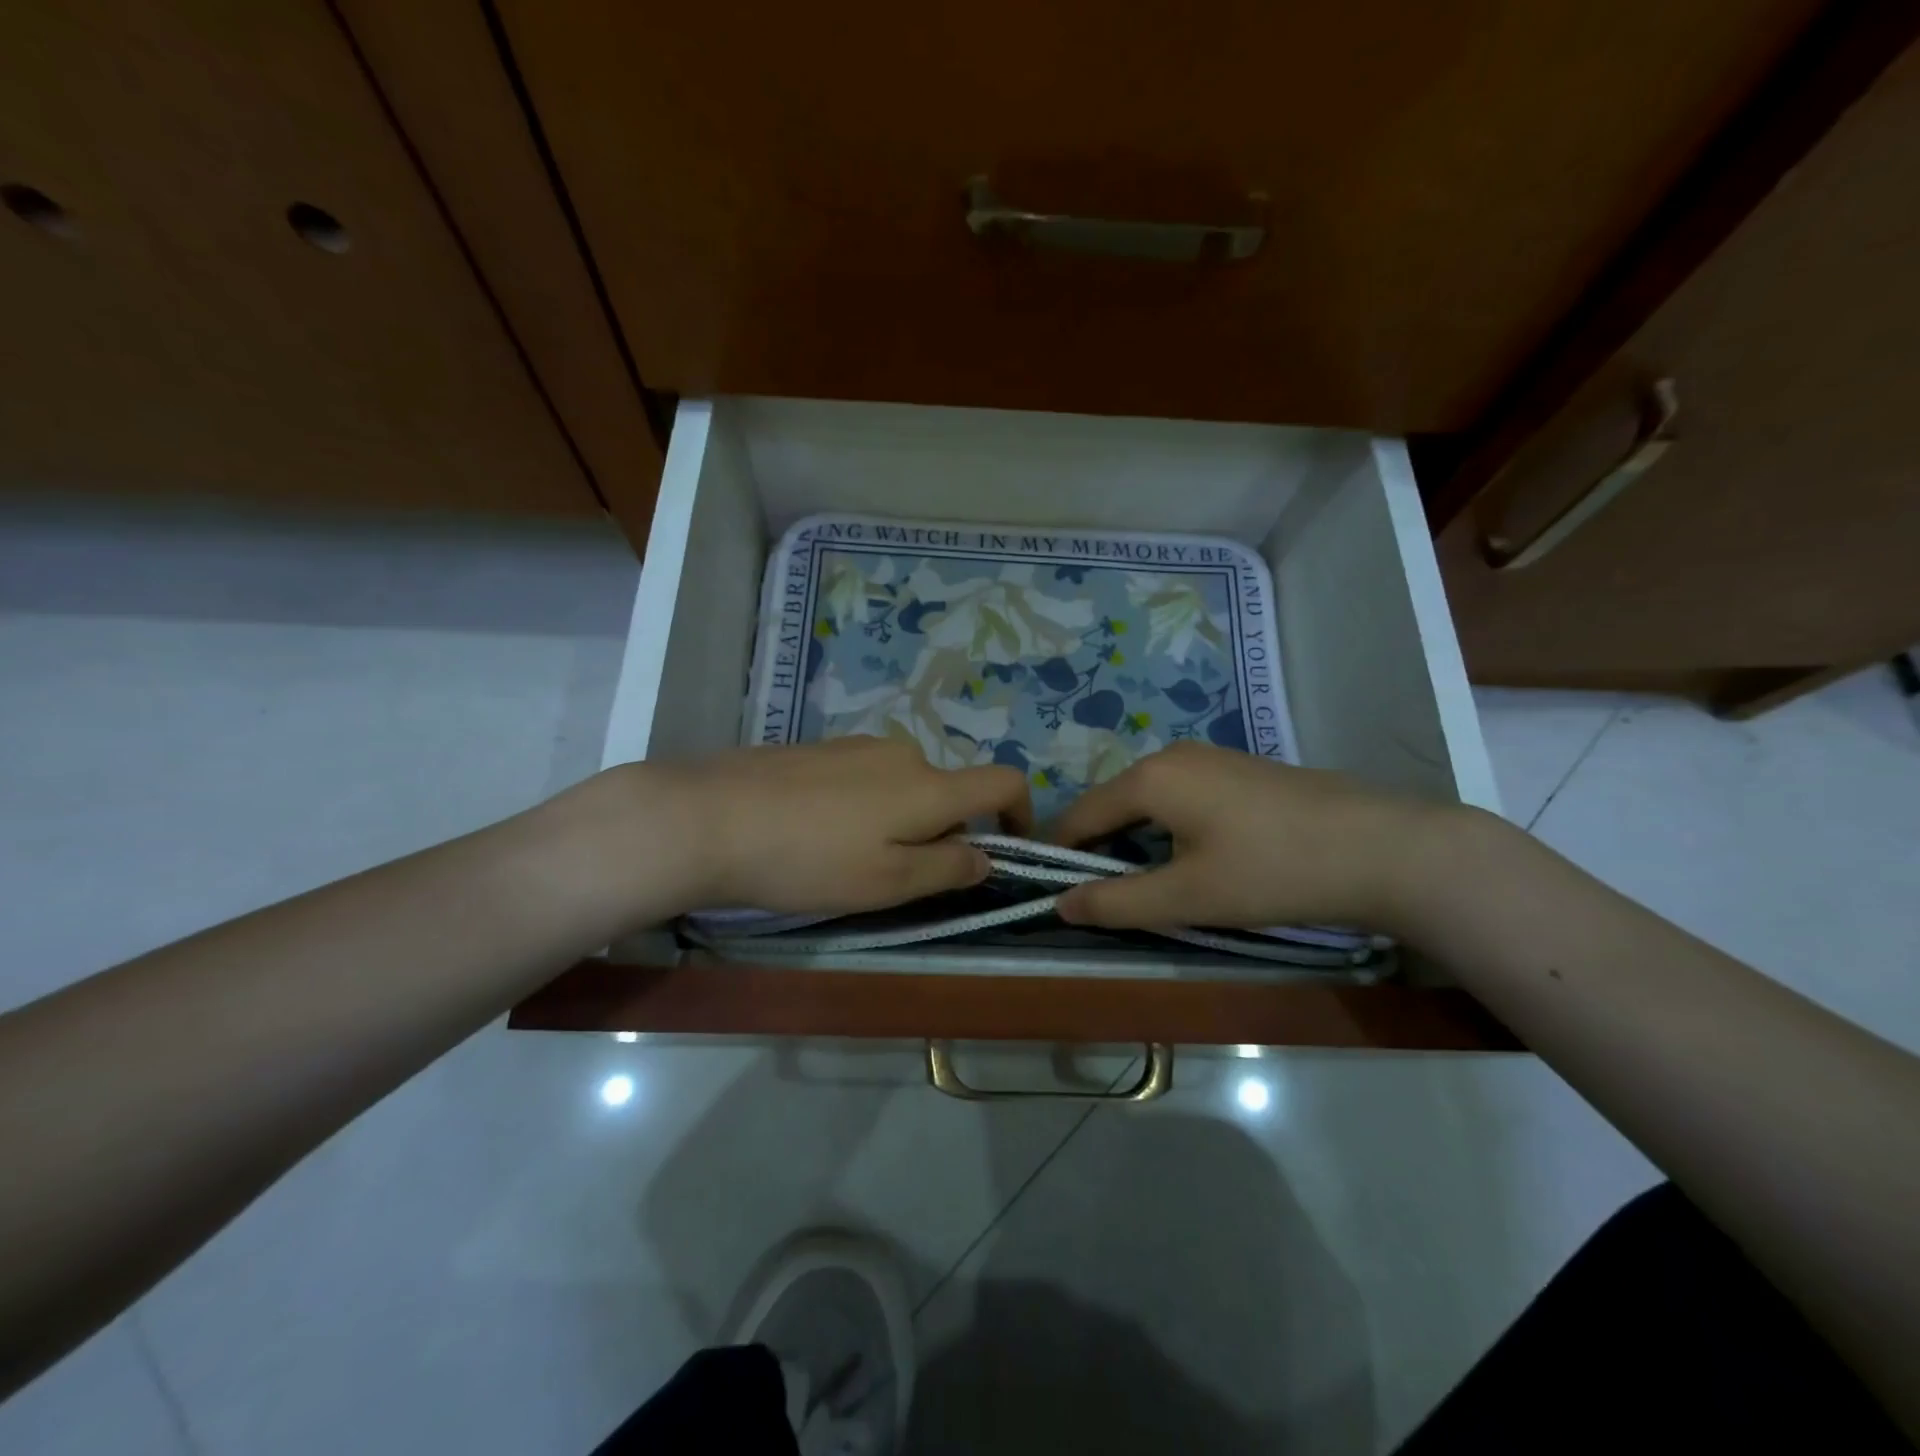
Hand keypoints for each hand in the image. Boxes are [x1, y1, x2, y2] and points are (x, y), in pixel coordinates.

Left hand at [623, 738, 1032, 918]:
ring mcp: (858, 745)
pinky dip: (867, 807)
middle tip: (900, 878)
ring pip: (905, 786)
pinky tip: (818, 834)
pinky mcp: (821, 748)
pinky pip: (867, 777)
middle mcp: (903, 753)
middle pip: (949, 791)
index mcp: (929, 785)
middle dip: (944, 832)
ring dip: (901, 821)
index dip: (1020, 813)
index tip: (1008, 847)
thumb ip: (947, 868)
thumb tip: (985, 856)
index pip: (1002, 781)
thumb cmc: (808, 860)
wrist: (708, 817)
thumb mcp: (887, 881)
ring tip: (850, 860)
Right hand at [1046, 742, 1455, 933]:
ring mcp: (1209, 757)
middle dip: (1100, 850)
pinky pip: (1180, 796)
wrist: (1383, 848)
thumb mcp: (1187, 897)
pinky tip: (1195, 859)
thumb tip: (1058, 903)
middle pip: (1112, 805)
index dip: (1060, 854)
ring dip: (1135, 842)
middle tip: (1105, 899)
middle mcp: (1171, 756)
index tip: (1052, 893)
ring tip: (1149, 886)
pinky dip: (1168, 829)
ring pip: (1148, 801)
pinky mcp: (1238, 769)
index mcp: (1149, 778)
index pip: (1079, 815)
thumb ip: (1116, 902)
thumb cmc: (1272, 871)